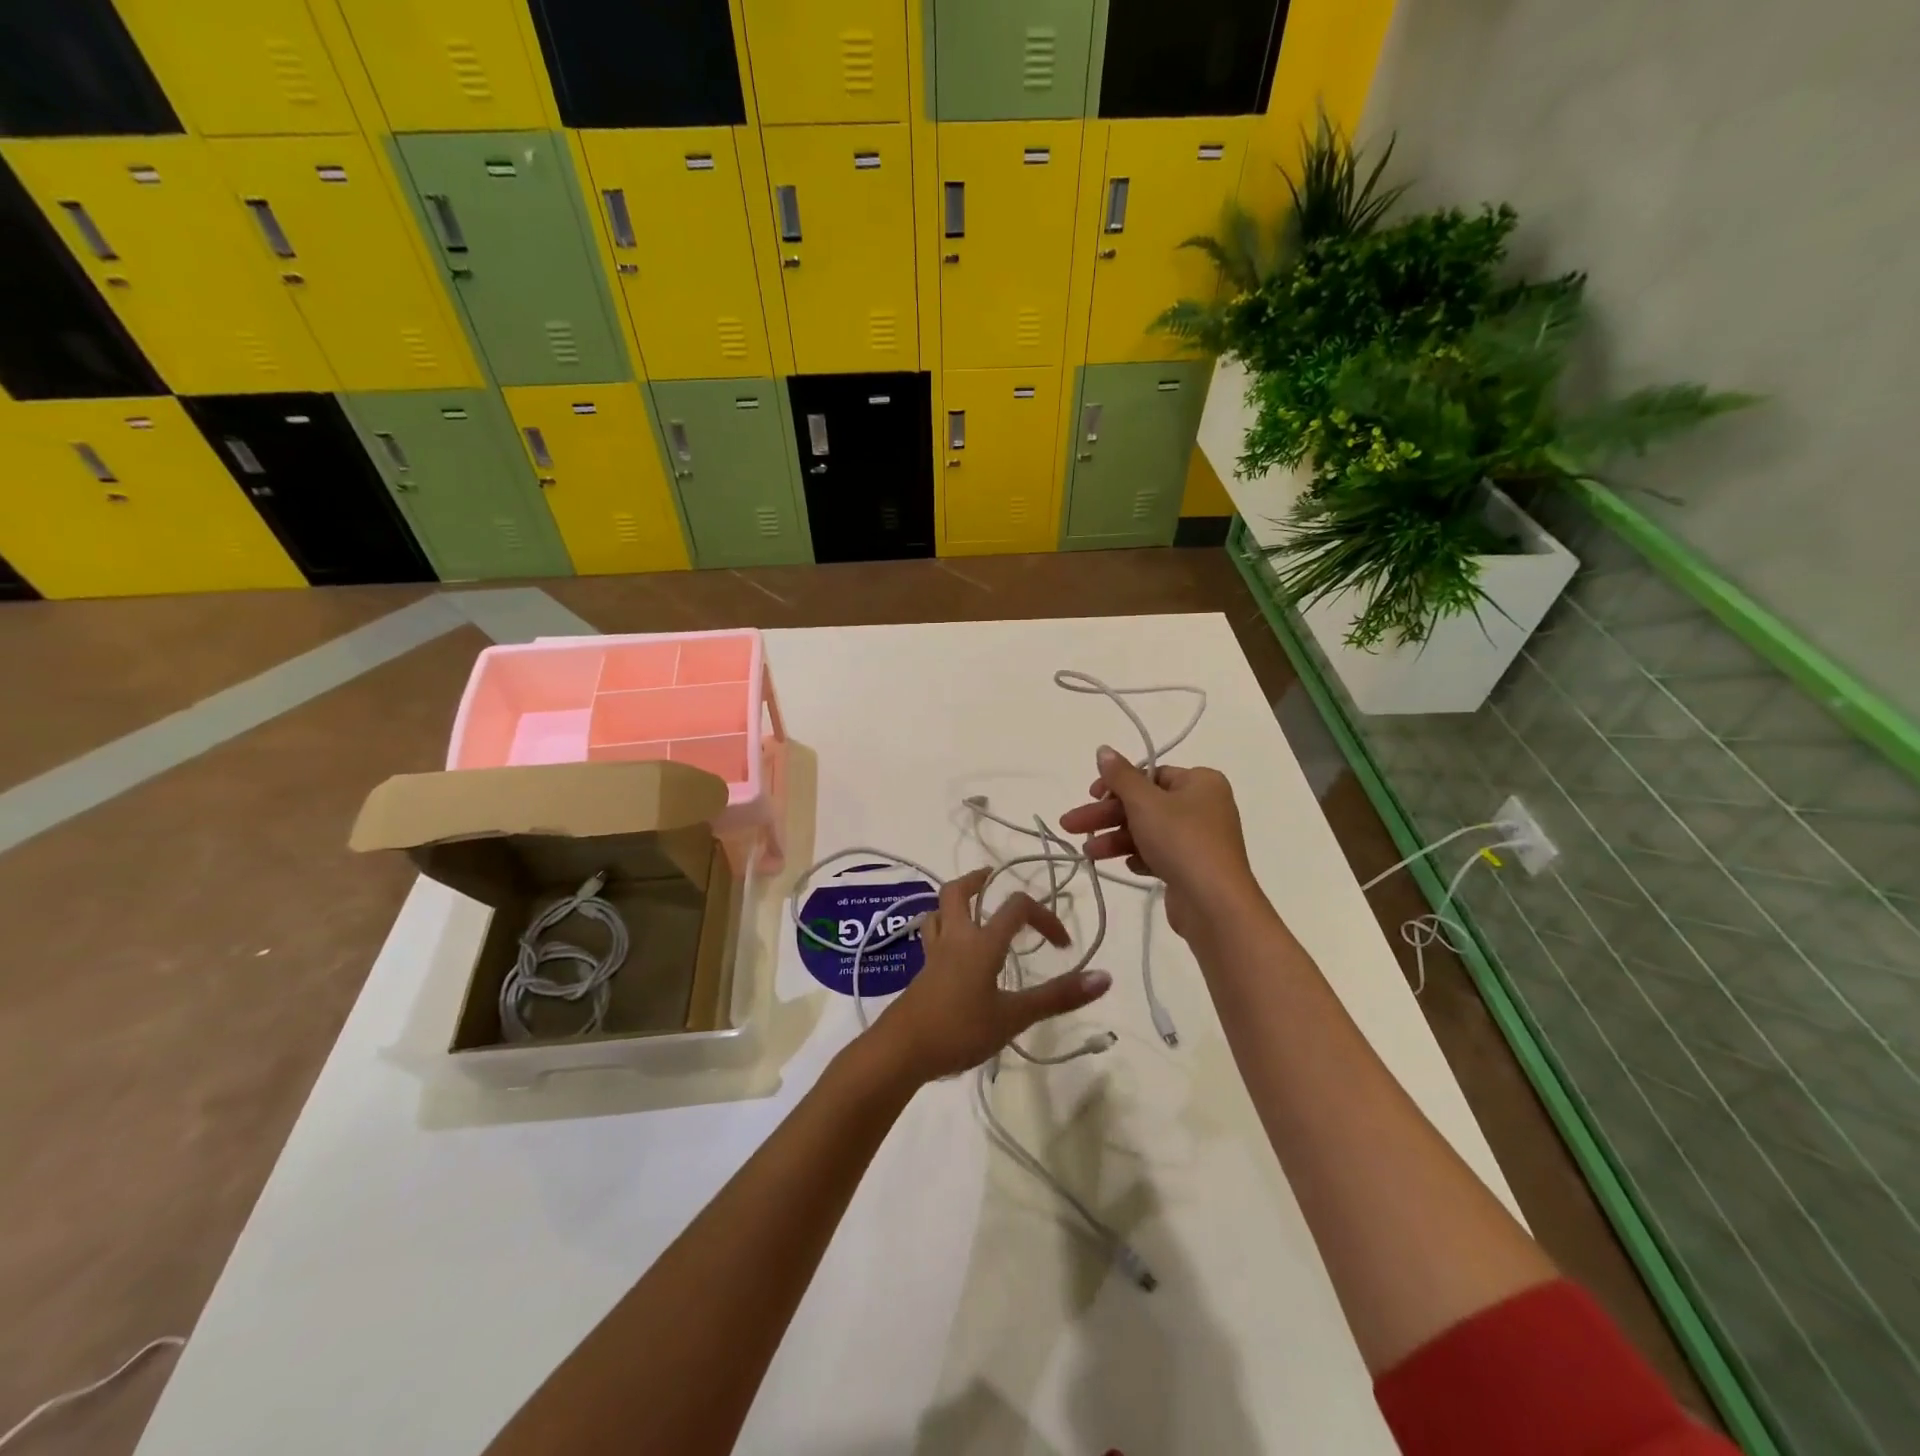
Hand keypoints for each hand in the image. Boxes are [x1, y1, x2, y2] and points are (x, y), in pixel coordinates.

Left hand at [872, 867, 1111, 1082]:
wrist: (901, 1050)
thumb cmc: (959, 1029)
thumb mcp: (1014, 1016)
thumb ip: (1057, 997)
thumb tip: (1104, 977)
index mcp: (981, 942)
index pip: (1016, 908)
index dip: (1044, 917)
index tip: (1062, 945)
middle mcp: (955, 938)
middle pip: (956, 893)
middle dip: (977, 881)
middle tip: (993, 880)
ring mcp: (933, 955)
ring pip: (938, 912)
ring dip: (955, 904)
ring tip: (973, 910)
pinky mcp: (921, 973)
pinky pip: (932, 937)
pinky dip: (944, 931)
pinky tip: (954, 952)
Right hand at [1058, 747, 1263, 942]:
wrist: (1213, 903)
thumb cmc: (1181, 840)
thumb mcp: (1144, 802)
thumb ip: (1120, 776)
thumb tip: (1103, 750)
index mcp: (1201, 782)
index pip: (1150, 774)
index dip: (1117, 784)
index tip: (1091, 795)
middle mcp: (1204, 806)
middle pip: (1145, 804)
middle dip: (1107, 815)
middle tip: (1071, 825)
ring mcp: (1200, 839)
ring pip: (1148, 831)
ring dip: (1116, 838)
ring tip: (1088, 853)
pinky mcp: (1193, 868)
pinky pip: (1160, 854)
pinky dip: (1139, 857)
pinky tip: (1125, 865)